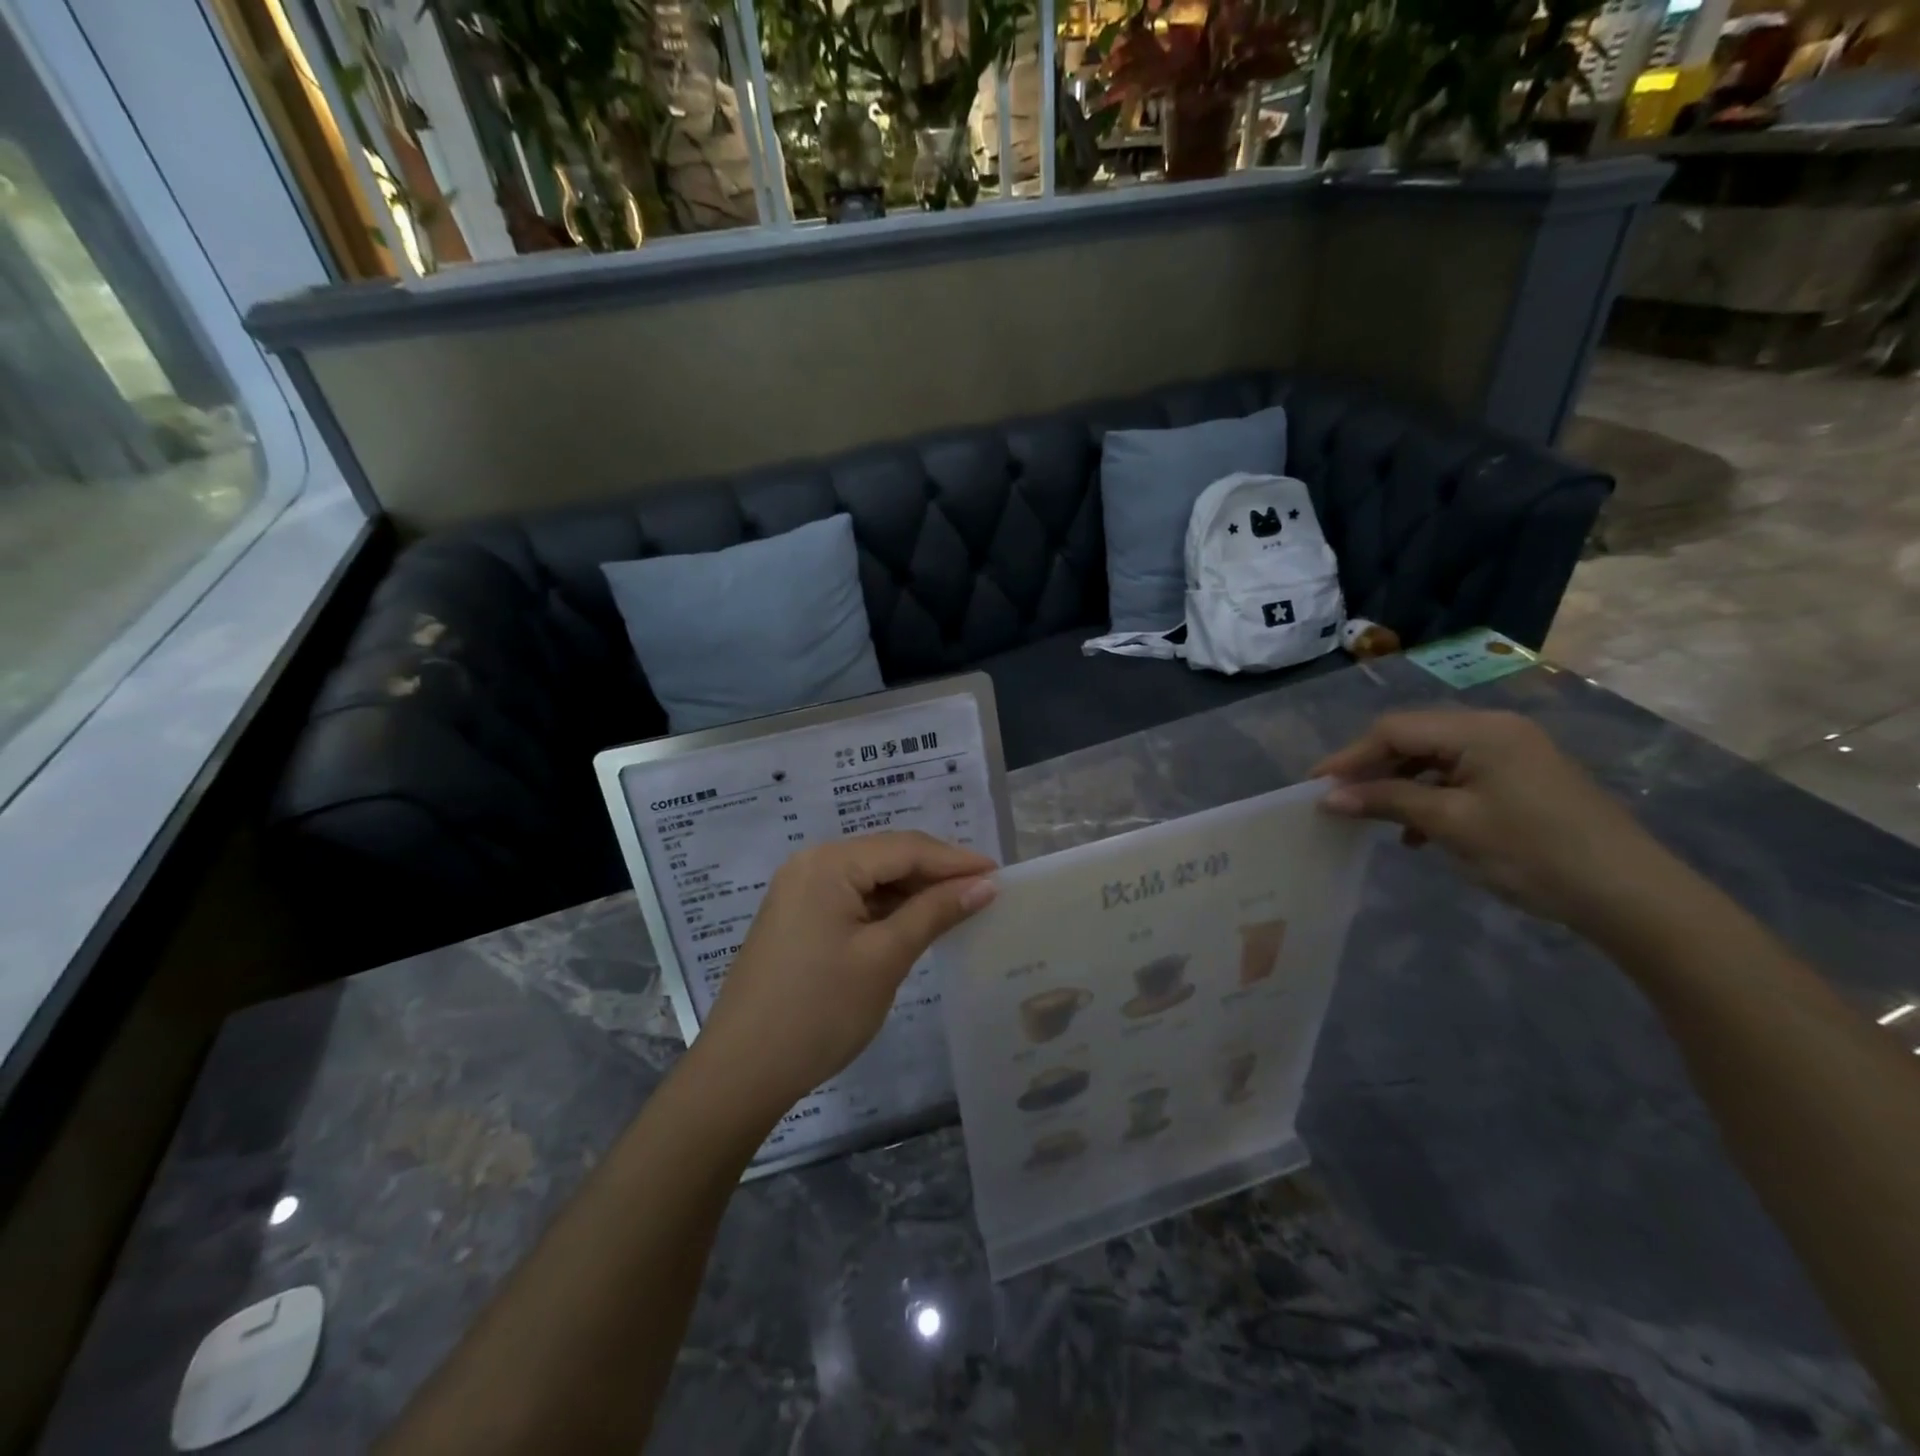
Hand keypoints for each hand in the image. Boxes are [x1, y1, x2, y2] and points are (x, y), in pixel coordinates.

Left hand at [695, 832, 996, 1119]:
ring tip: (958, 907)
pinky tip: (914, 923)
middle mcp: (811, 865)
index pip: (905, 848)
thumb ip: (934, 913)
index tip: (1000, 874)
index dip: (955, 861)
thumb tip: (984, 884)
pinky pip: (852, 898)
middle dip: (935, 873)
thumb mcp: (885, 958)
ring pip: (870, 878)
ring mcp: (799, 891)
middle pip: (886, 856)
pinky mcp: (797, 918)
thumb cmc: (819, 1011)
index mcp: (829, 864)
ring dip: (912, 891)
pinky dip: (886, 908)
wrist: (741, 1071)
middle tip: (984, 891)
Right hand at [1312, 709, 1684, 936]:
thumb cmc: (1533, 853)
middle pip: (1413, 738)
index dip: (1350, 757)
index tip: (1315, 787)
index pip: (1395, 731)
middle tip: (1338, 801)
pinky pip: (1460, 775)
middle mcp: (1495, 729)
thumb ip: (1387, 801)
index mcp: (1480, 730)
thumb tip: (1329, 797)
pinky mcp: (1523, 777)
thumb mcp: (1451, 825)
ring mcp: (1514, 752)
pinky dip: (1430, 795)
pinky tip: (1419, 832)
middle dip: (1372, 769)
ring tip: (1373, 818)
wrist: (1631, 896)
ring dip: (1399, 784)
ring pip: (1434, 758)